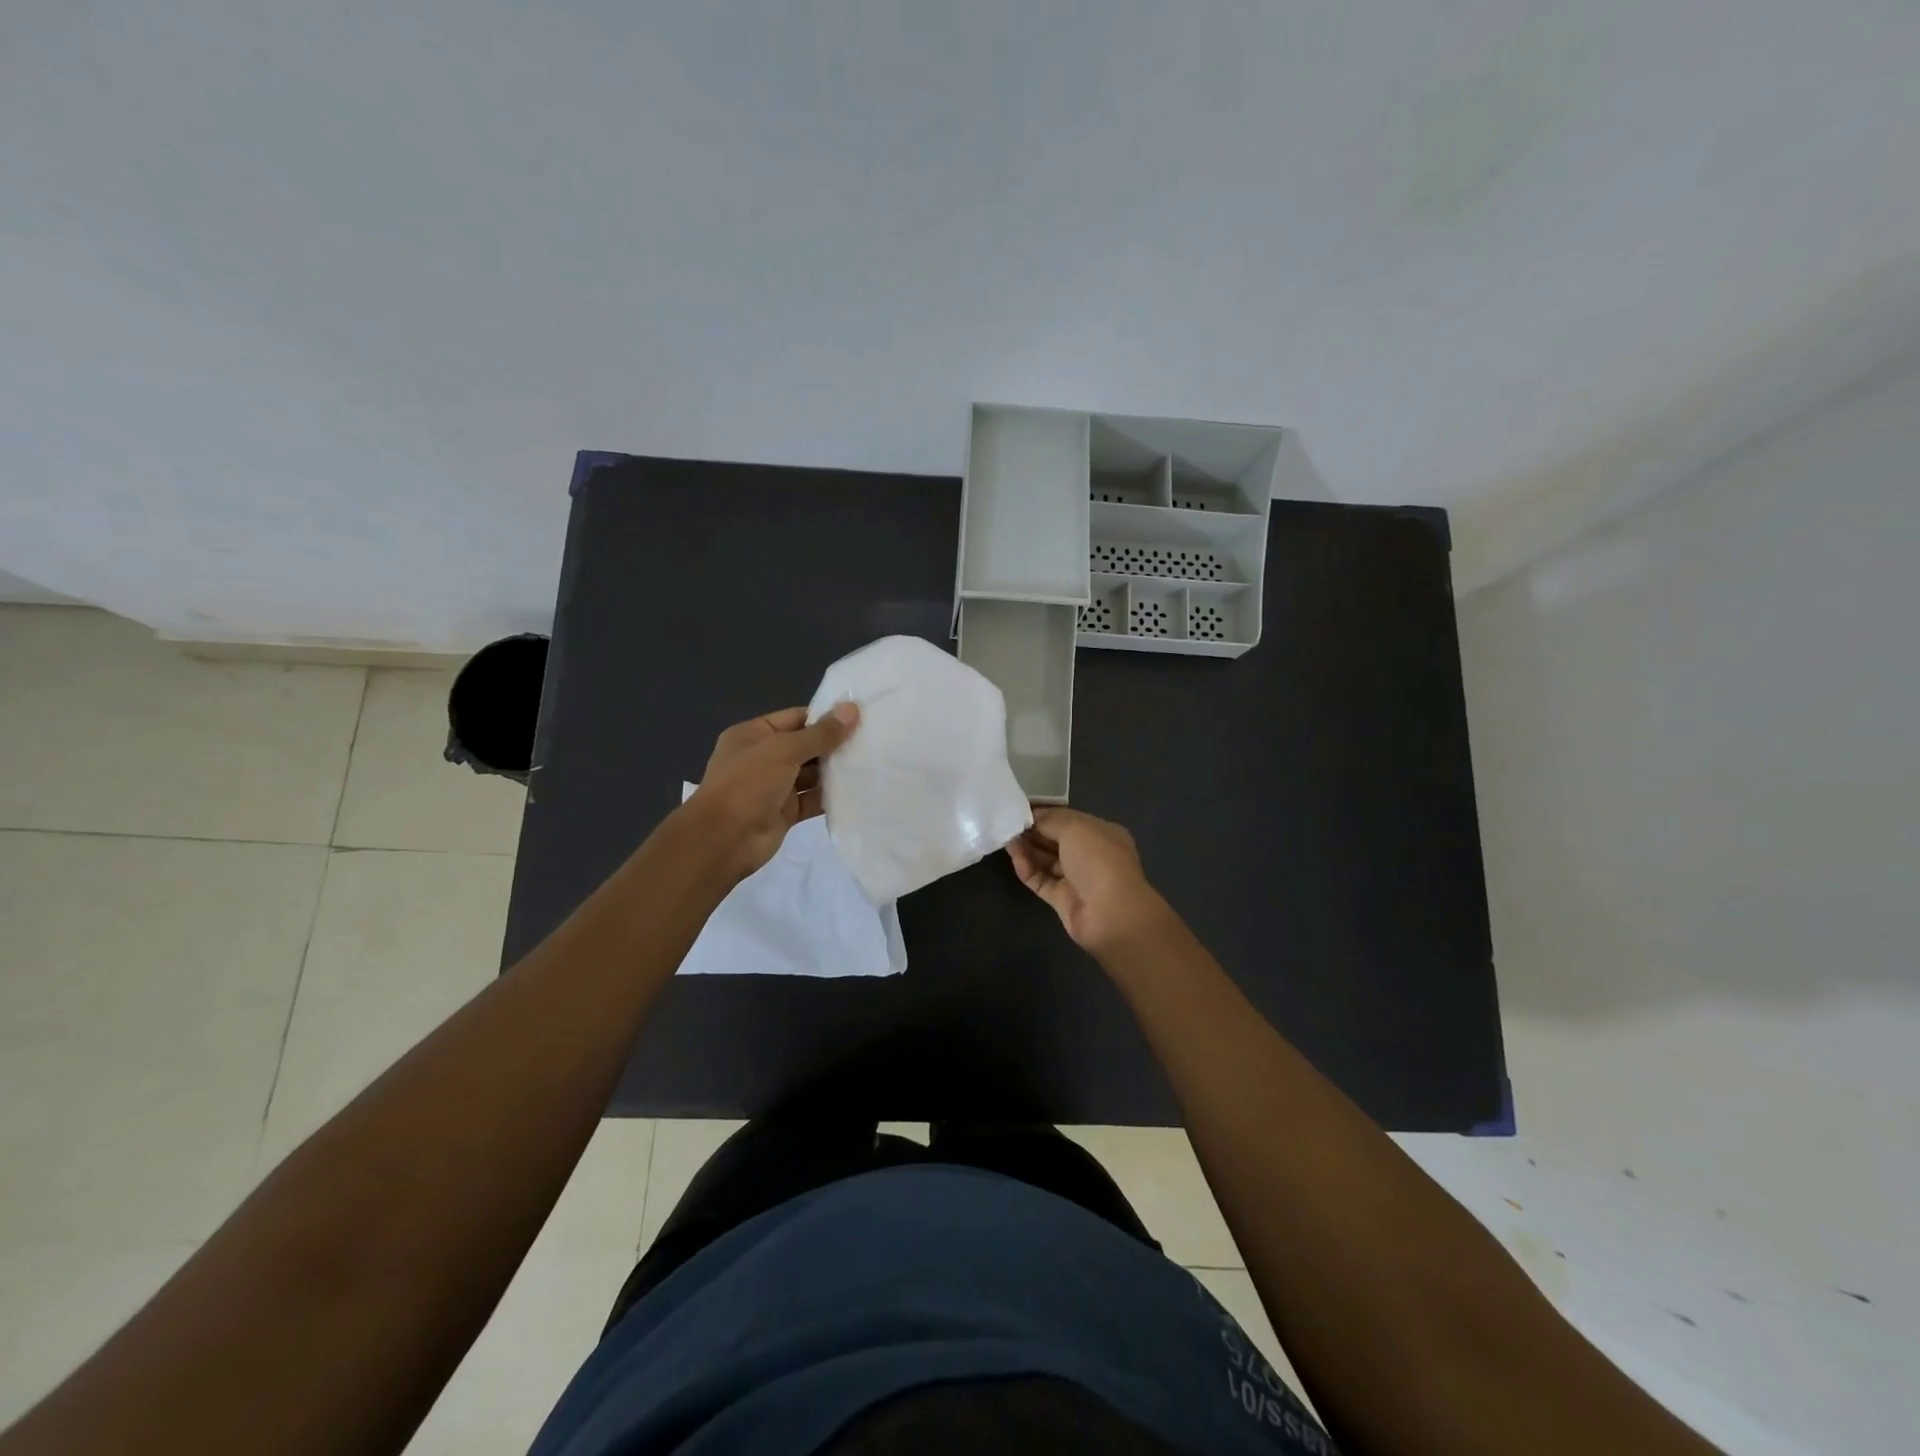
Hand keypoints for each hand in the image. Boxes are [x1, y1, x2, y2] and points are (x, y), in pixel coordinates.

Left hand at [686, 704, 858, 878]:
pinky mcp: (785, 812)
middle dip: (834, 744)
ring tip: (871, 762)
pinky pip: (812, 799)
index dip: (825, 716)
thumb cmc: (748, 784)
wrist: (724, 840)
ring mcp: (774, 786)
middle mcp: (763, 758)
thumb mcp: (783, 751)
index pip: (795, 718)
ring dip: (834, 770)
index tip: (859, 715)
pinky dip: (830, 796)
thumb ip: (820, 734)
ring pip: (810, 774)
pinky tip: (857, 790)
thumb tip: (851, 710)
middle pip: (805, 745)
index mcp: (753, 735)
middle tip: (872, 739)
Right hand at [1006, 807, 1172, 955]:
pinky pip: (1041, 881)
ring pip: (1046, 860)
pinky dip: (1028, 870)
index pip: (1068, 819)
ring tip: (1006, 839)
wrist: (1111, 914)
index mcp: (1101, 833)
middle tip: (1007, 824)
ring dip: (1027, 849)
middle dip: (1033, 831)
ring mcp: (1077, 879)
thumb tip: (1030, 818)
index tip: (1019, 809)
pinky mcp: (1063, 900)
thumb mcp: (1074, 827)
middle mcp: (1090, 855)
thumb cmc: (1098, 860)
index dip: (1044, 814)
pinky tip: (1015, 859)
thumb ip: (1049, 820)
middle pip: (1056, 840)